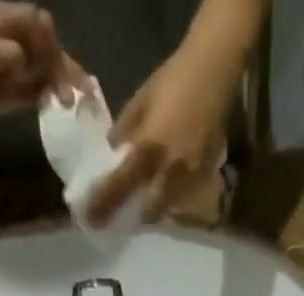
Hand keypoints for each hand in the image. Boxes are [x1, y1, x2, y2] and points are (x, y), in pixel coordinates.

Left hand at [0, 2, 83, 121]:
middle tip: (77, 90)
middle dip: (62, 64)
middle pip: (47, 44)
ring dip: (62, 81)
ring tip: (72, 101)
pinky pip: (42, 85)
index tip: (54, 64)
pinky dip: (54, 93)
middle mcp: (16, 36)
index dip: (49, 39)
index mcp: (5, 20)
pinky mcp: (20, 84)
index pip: (36, 20)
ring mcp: (19, 61)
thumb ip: (0, 53)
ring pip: (48, 66)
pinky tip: (63, 105)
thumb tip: (22, 56)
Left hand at [87, 43, 236, 223]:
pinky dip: (170, 201)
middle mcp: (168, 171)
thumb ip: (125, 131)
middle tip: (119, 217)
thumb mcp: (141, 101)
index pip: (119, 186)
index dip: (102, 204)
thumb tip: (112, 153)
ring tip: (141, 207)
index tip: (90, 218)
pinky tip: (164, 192)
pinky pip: (183, 199)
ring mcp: (188, 178)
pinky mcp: (203, 177)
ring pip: (166, 210)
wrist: (214, 71)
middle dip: (132, 217)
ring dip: (151, 211)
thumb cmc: (174, 80)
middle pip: (146, 212)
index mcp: (148, 149)